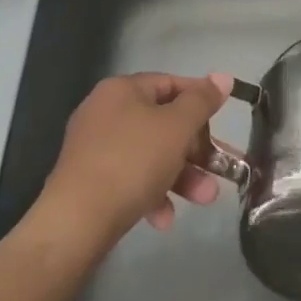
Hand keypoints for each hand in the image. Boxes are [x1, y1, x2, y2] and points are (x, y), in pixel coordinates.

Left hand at [38, 72, 234, 246]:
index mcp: (122, 90)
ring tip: (205, 200)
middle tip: (221, 170)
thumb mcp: (176, 127)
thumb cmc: (132, 162)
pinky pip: (129, 179)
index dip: (201, 100)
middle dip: (195, 150)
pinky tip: (163, 219)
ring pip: (150, 155)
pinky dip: (151, 194)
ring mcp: (94, 148)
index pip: (170, 84)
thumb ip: (202, 101)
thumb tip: (223, 77)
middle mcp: (105, 112)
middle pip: (162, 123)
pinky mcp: (89, 181)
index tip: (225, 121)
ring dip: (181, 176)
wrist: (75, 222)